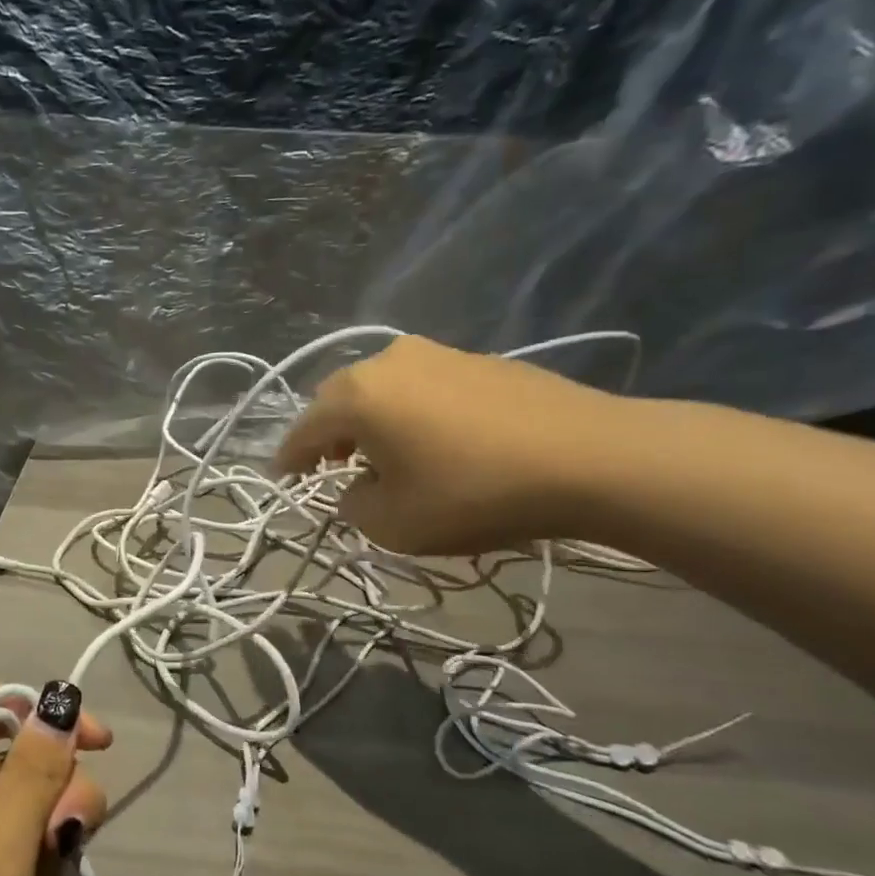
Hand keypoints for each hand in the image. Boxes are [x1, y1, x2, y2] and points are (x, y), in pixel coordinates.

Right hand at [275, 333, 629, 554]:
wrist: (591, 458)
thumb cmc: (474, 493)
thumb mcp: (394, 523)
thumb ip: (354, 505)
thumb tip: (357, 487)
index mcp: (357, 395)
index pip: (304, 429)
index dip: (289, 458)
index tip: (283, 478)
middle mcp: (388, 361)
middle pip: (339, 399)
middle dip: (328, 434)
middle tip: (329, 466)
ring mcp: (437, 353)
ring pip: (381, 389)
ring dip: (370, 421)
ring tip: (381, 454)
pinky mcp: (479, 359)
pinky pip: (421, 386)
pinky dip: (410, 412)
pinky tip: (431, 439)